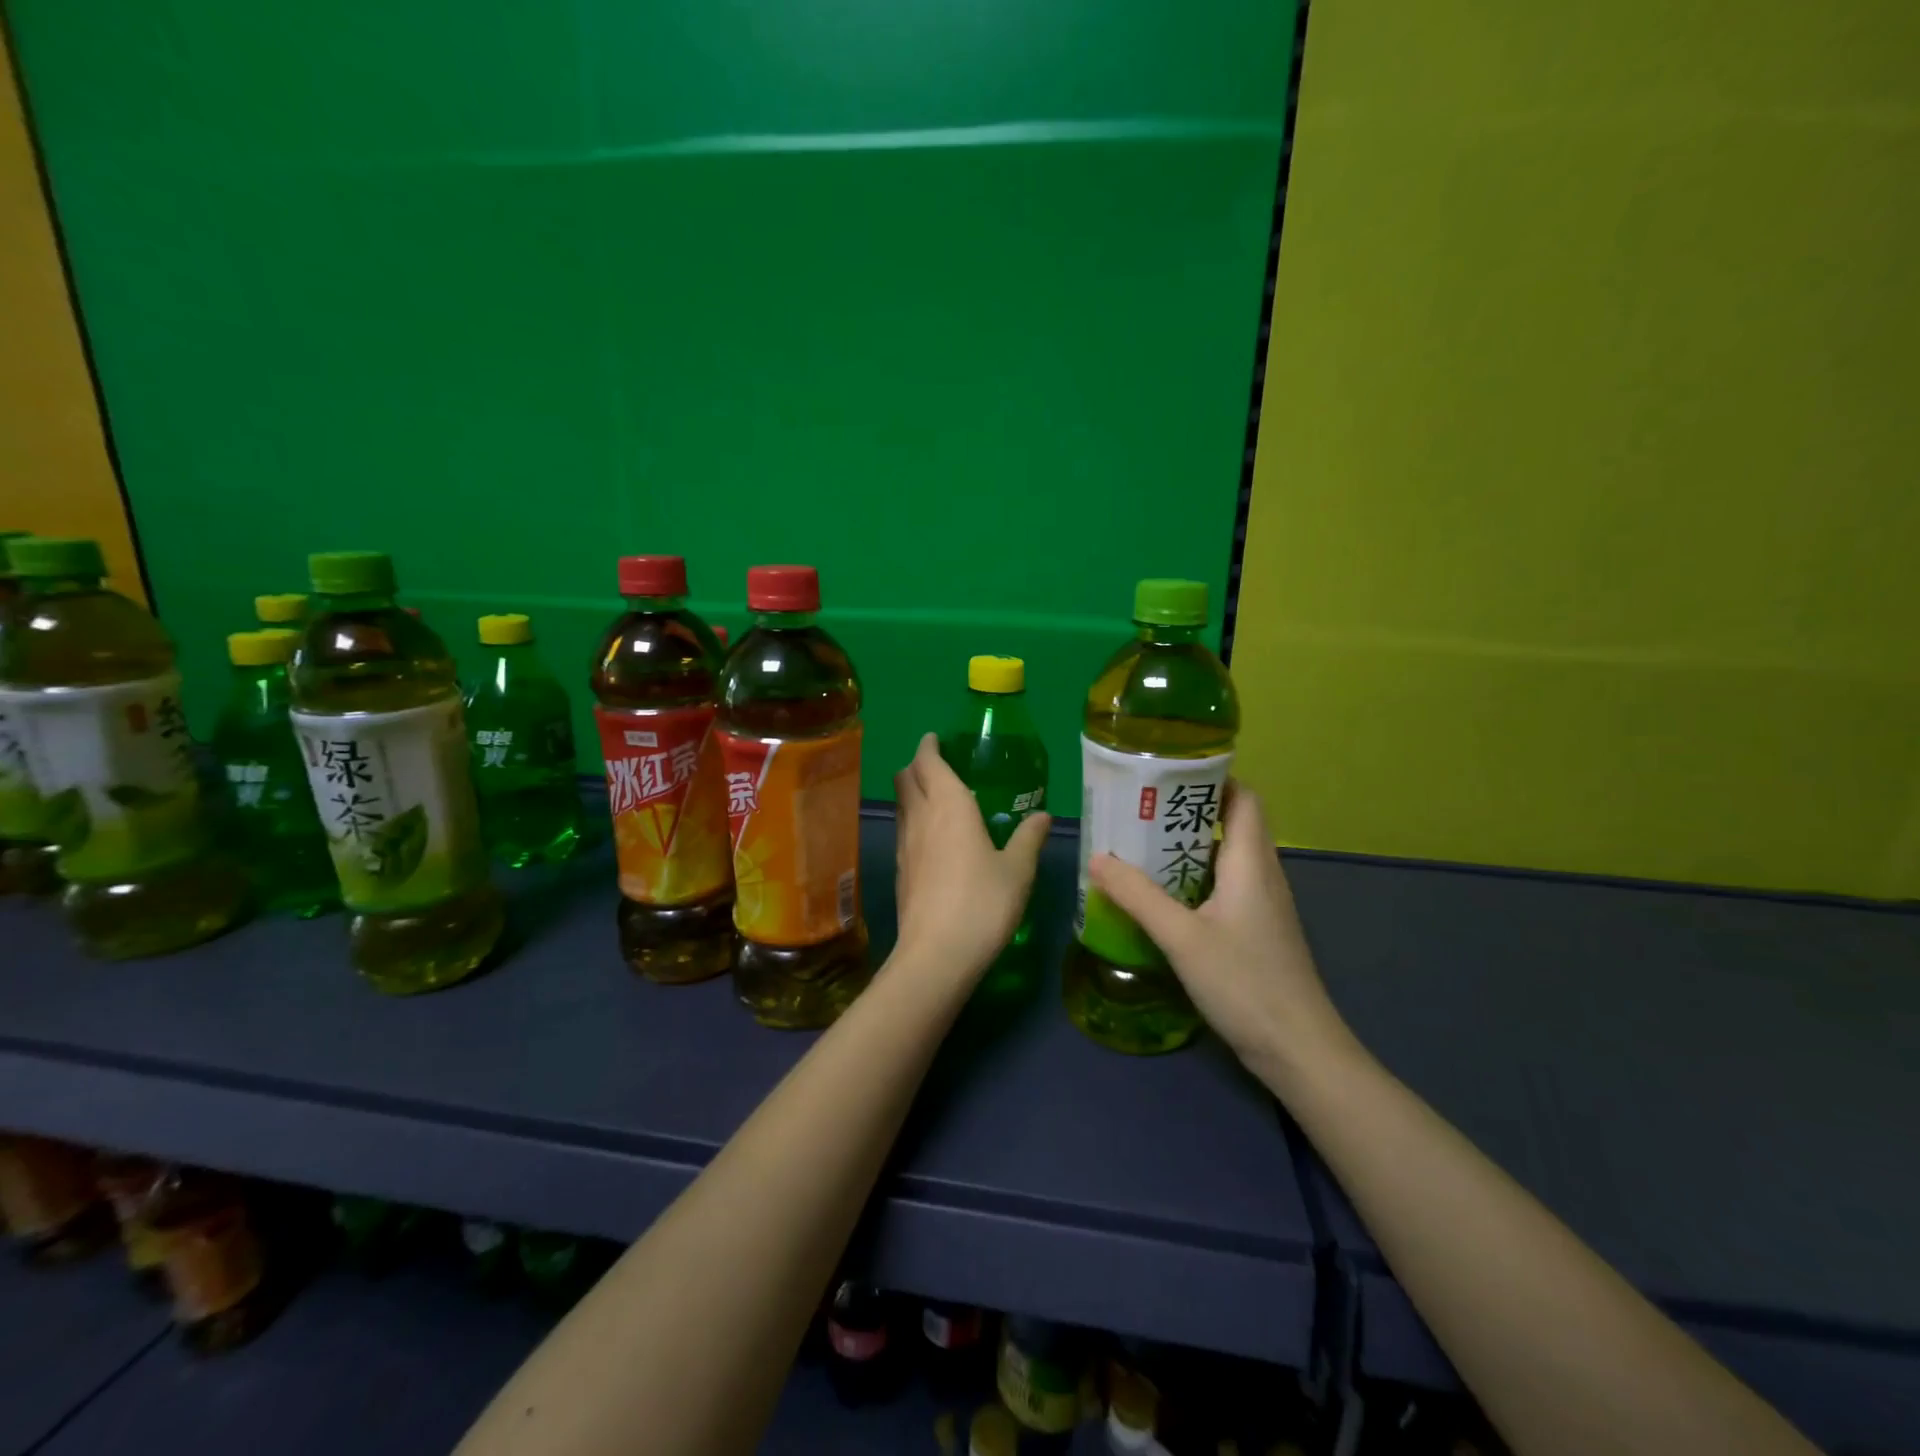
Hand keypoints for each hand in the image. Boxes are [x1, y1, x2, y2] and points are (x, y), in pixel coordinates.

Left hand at [893, 734, 1050, 977]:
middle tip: (938, 766)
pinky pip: (903, 830)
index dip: (929, 746)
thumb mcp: (1018, 870)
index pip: (928, 761)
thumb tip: (1044, 816)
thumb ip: (1029, 838)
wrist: (936, 954)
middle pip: (905, 778)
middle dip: (917, 765)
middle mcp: (920, 817)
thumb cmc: (983, 903)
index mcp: (949, 805)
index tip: (935, 739)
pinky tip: (933, 840)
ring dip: (912, 793)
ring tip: (936, 799)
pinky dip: (914, 821)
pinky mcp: (899, 871)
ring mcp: (905, 845)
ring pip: (901, 804)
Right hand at [1088, 785, 1350, 1080]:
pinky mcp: (1257, 931)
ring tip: (1140, 846)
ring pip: (1225, 858)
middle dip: (1186, 812)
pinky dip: (1194, 879)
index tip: (1167, 776)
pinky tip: (1161, 896)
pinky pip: (1224, 886)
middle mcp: (1262, 875)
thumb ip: (1138, 896)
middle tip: (1138, 810)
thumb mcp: (1182, 938)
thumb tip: (1097, 858)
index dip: (1212, 778)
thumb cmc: (1245, 984)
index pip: (1244, 798)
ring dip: (1187, 847)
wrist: (1299, 1051)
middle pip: (1231, 823)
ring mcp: (1262, 905)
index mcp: (1251, 862)